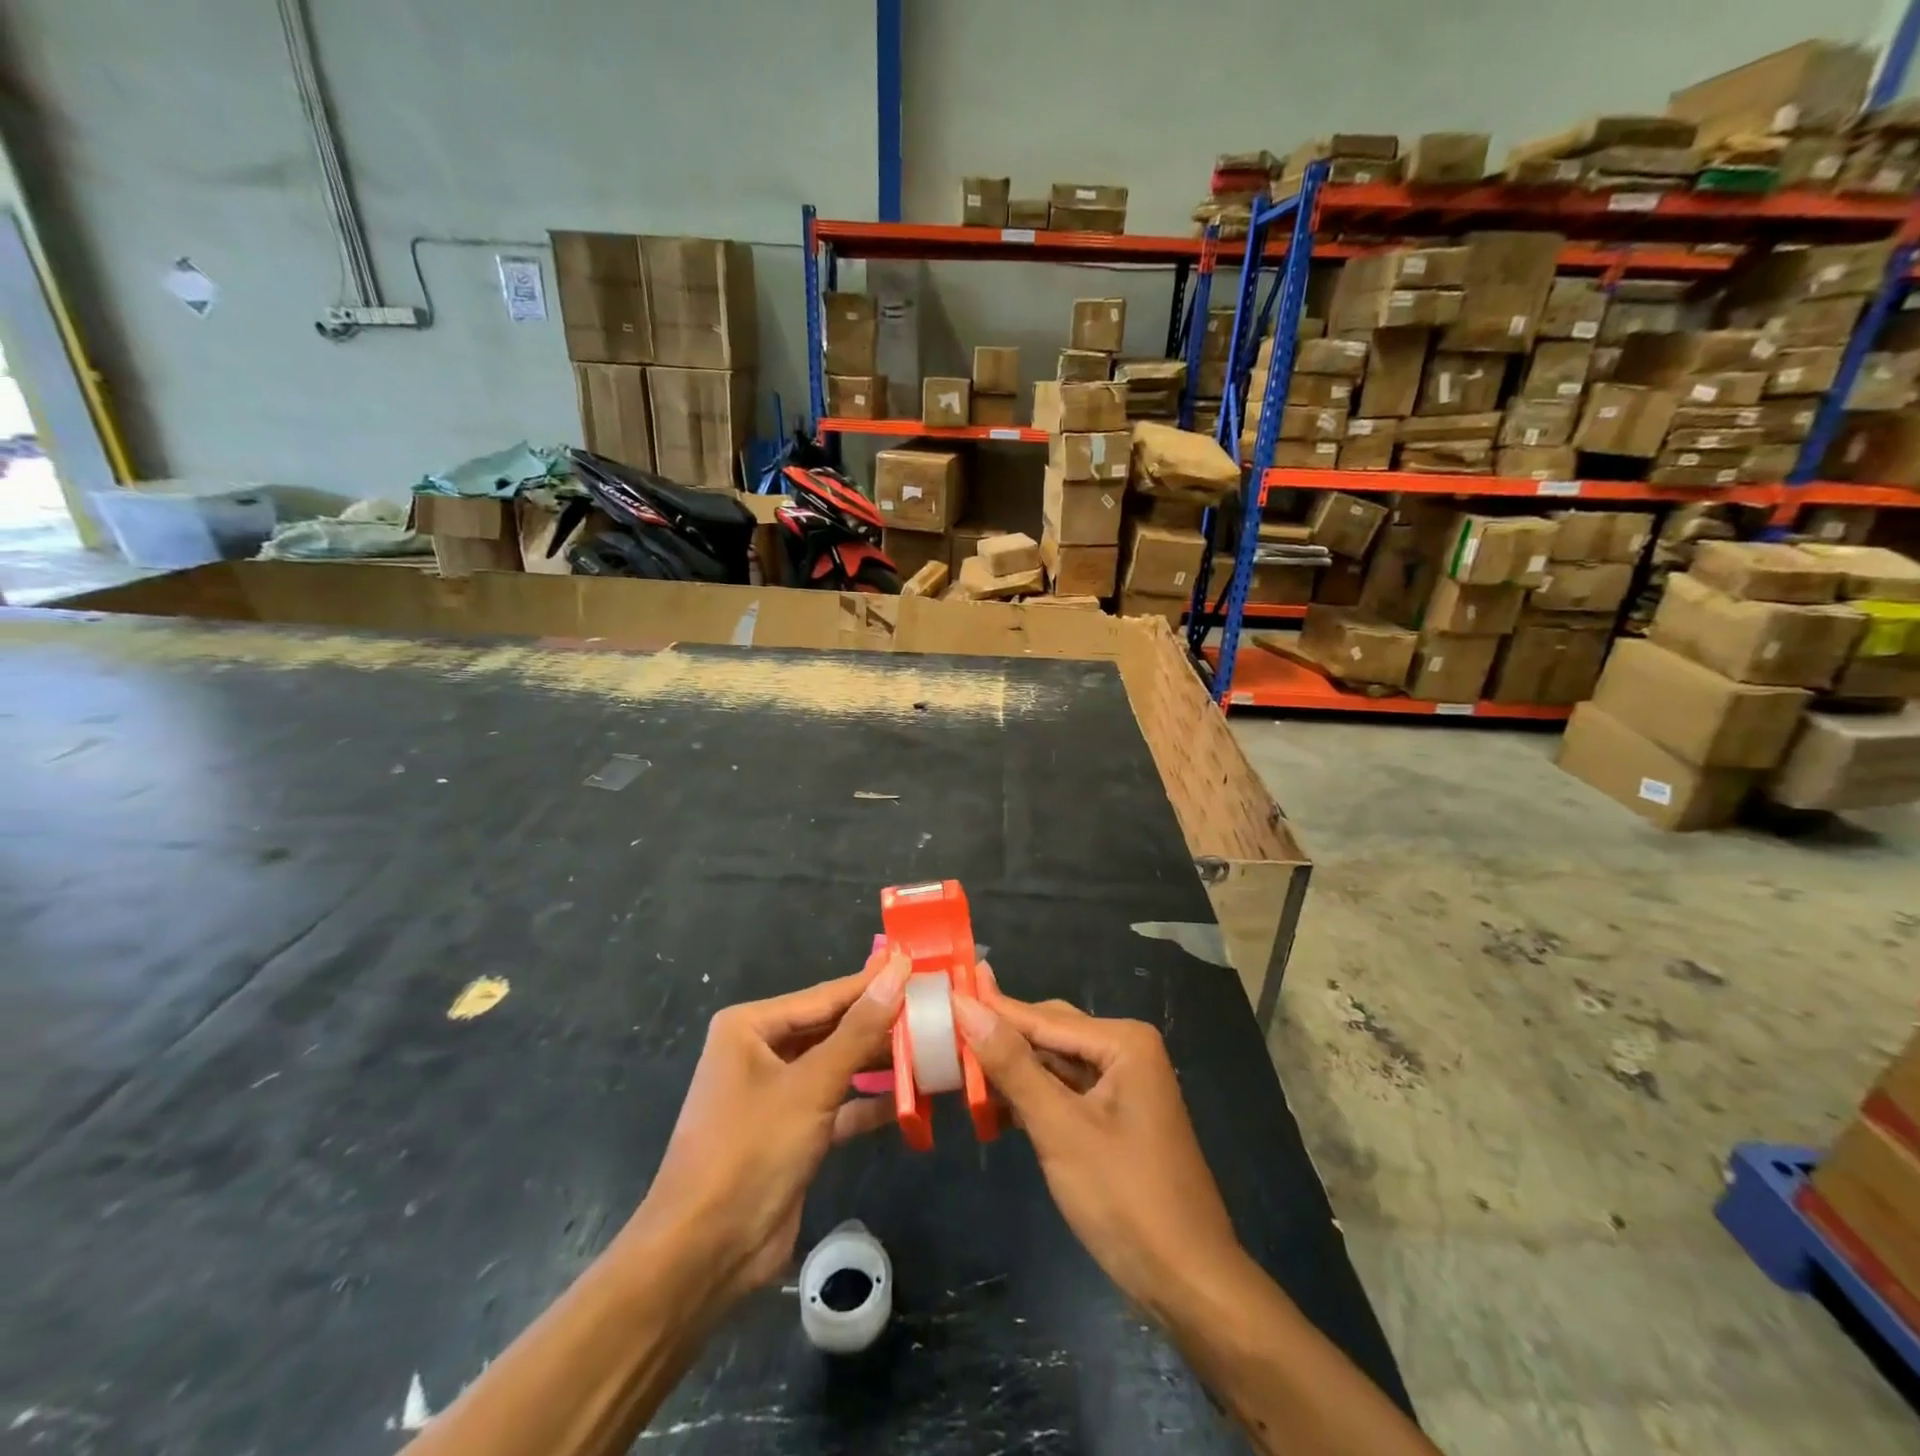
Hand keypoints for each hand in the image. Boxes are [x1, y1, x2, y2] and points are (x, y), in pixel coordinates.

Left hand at [620, 948, 909, 1302]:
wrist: (703, 1255)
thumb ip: (859, 1029)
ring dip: (880, 1063)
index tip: (920, 965)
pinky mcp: (792, 1131)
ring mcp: (776, 1093)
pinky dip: (869, 1102)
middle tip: (935, 1008)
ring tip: (933, 1049)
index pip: (826, 995)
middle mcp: (762, 1051)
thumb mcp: (811, 1085)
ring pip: (838, 1066)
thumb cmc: (751, 1150)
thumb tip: (897, 971)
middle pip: (833, 1028)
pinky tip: (912, 1098)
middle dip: (881, 1024)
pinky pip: (837, 1104)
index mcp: (751, 1026)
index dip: (874, 982)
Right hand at [952, 970, 1242, 1314]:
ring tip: (957, 1069)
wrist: (1189, 1284)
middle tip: (943, 1037)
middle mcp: (1126, 1051)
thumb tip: (966, 1006)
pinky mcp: (1115, 1117)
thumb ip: (1012, 1065)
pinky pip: (1065, 1091)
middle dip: (1001, 1041)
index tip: (943, 995)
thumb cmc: (1125, 1198)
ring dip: (1012, 1072)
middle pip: (1049, 1034)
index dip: (991, 1009)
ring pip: (1054, 1064)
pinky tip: (995, 1106)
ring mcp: (1123, 1085)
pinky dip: (1031, 1097)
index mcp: (1123, 1041)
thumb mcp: (1060, 1128)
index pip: (1042, 1017)